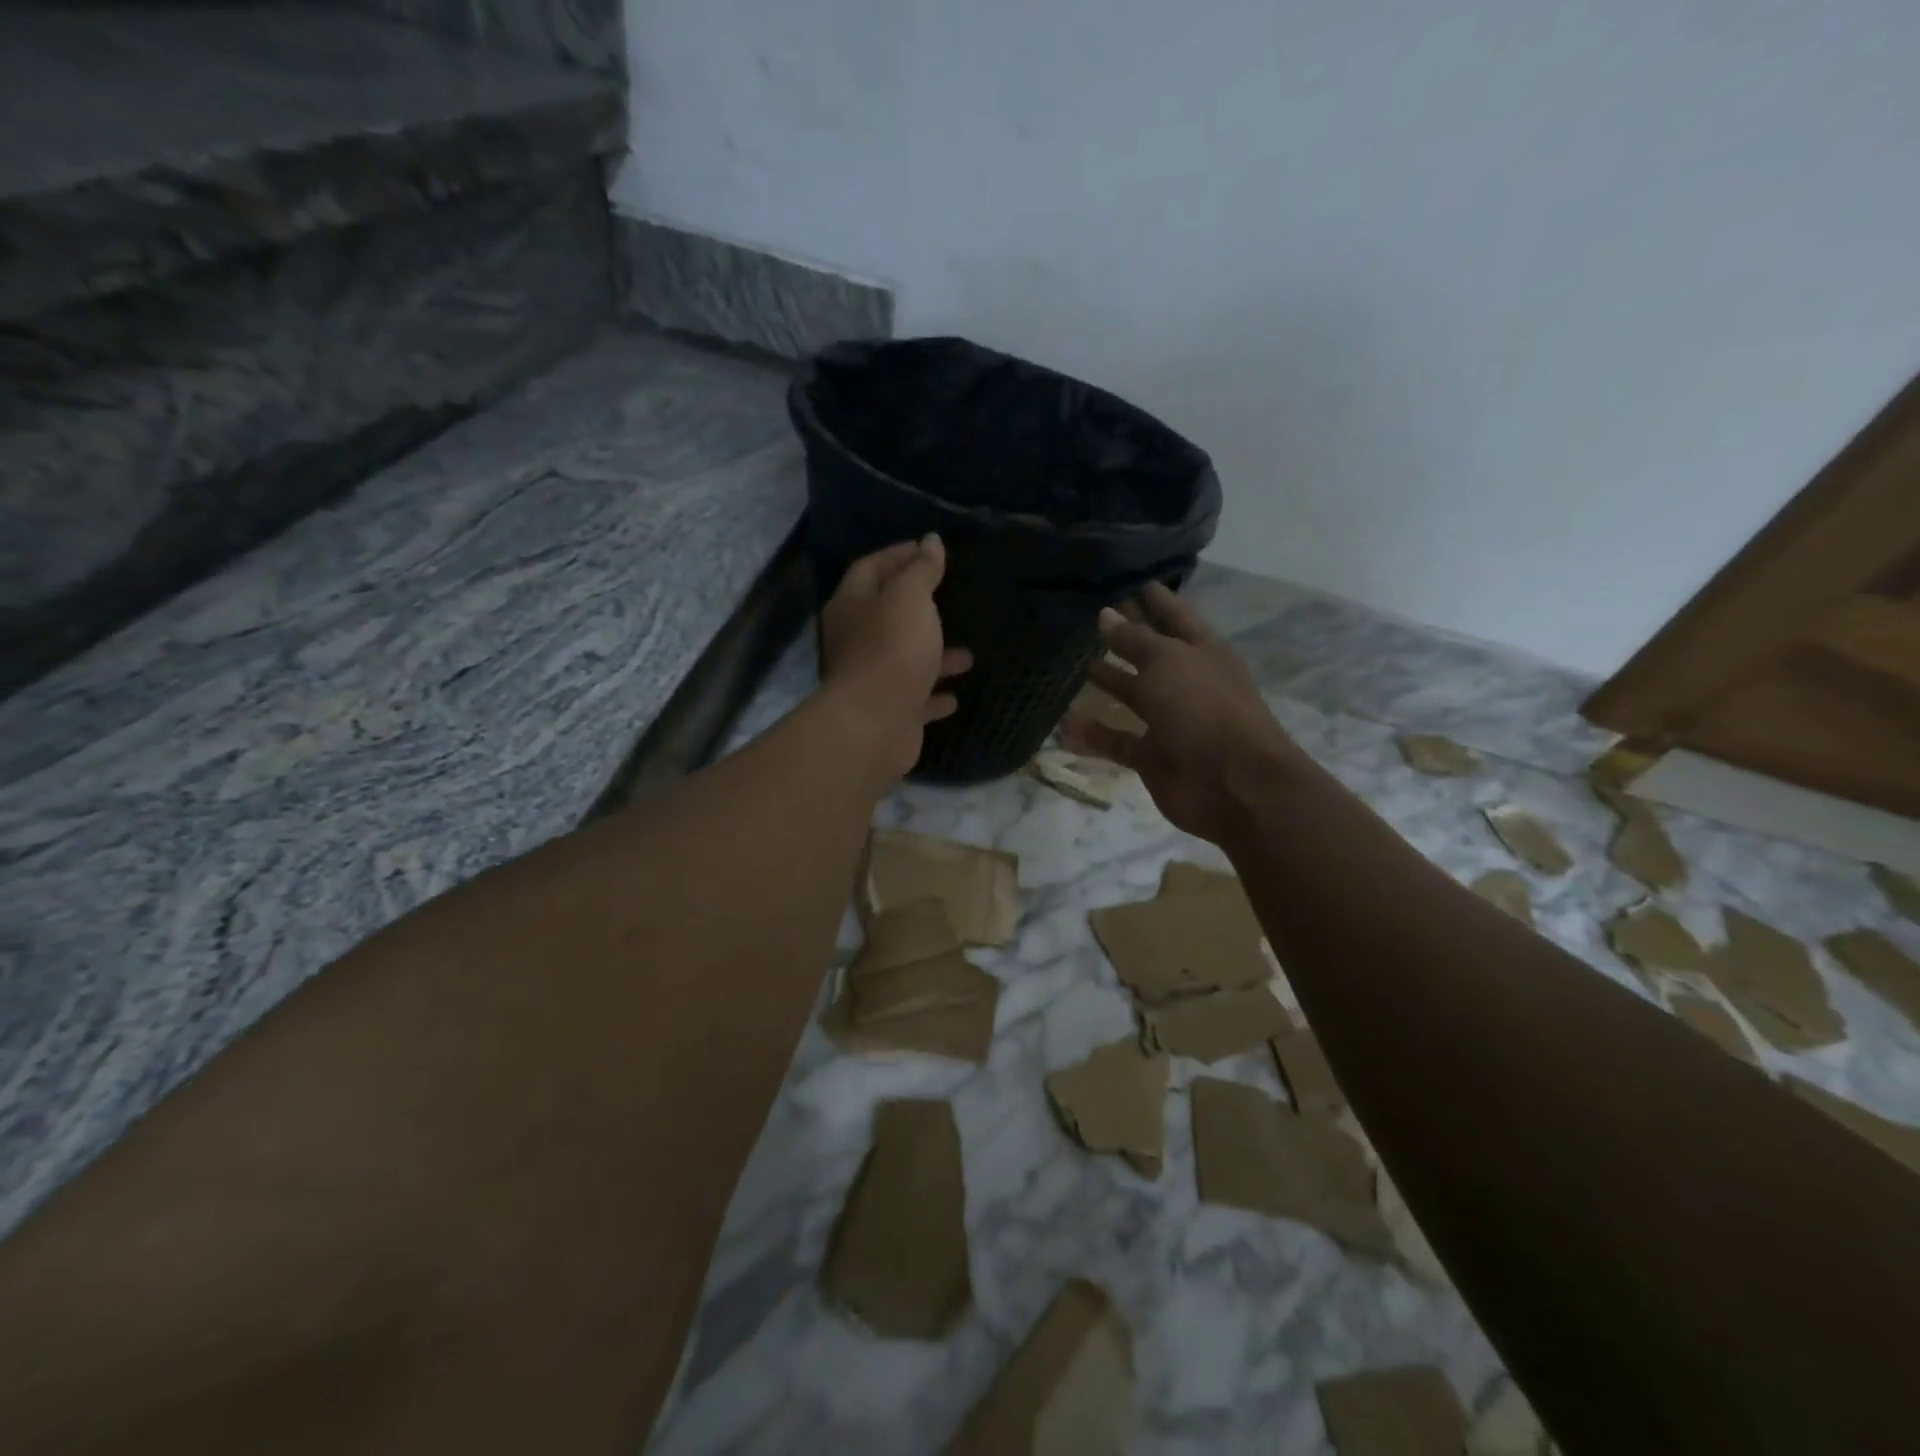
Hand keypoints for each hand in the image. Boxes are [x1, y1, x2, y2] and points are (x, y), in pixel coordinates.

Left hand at [818, 535, 972, 779]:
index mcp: (852, 606)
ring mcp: (872, 679)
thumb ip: (921, 570)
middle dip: (918, 606)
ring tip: (969, 653)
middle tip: (951, 596)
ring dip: (934, 654)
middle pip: (886, 615)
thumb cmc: (891, 650)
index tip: (928, 549)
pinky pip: (915, 698)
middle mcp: (855, 641)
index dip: (897, 555)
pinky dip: (934, 694)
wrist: (874, 725)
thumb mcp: (910, 598)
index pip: (870, 568)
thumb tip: (930, 541)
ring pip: (905, 658)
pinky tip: (956, 696)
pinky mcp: (889, 712)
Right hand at [1060, 583, 1302, 843]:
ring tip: (1074, 666)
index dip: (1154, 599)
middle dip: (1124, 639)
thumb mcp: (1167, 663)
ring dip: (1108, 684)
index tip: (1129, 580)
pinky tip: (1064, 724)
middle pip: (1150, 655)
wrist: (1232, 783)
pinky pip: (1118, 741)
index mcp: (1202, 651)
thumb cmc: (1204, 707)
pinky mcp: (1153, 756)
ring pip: (1133, 698)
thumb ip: (1133, 640)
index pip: (1175, 615)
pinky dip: (1094, 735)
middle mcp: (1187, 683)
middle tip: (1087, 621)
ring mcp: (1171, 722)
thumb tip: (1106, 615)